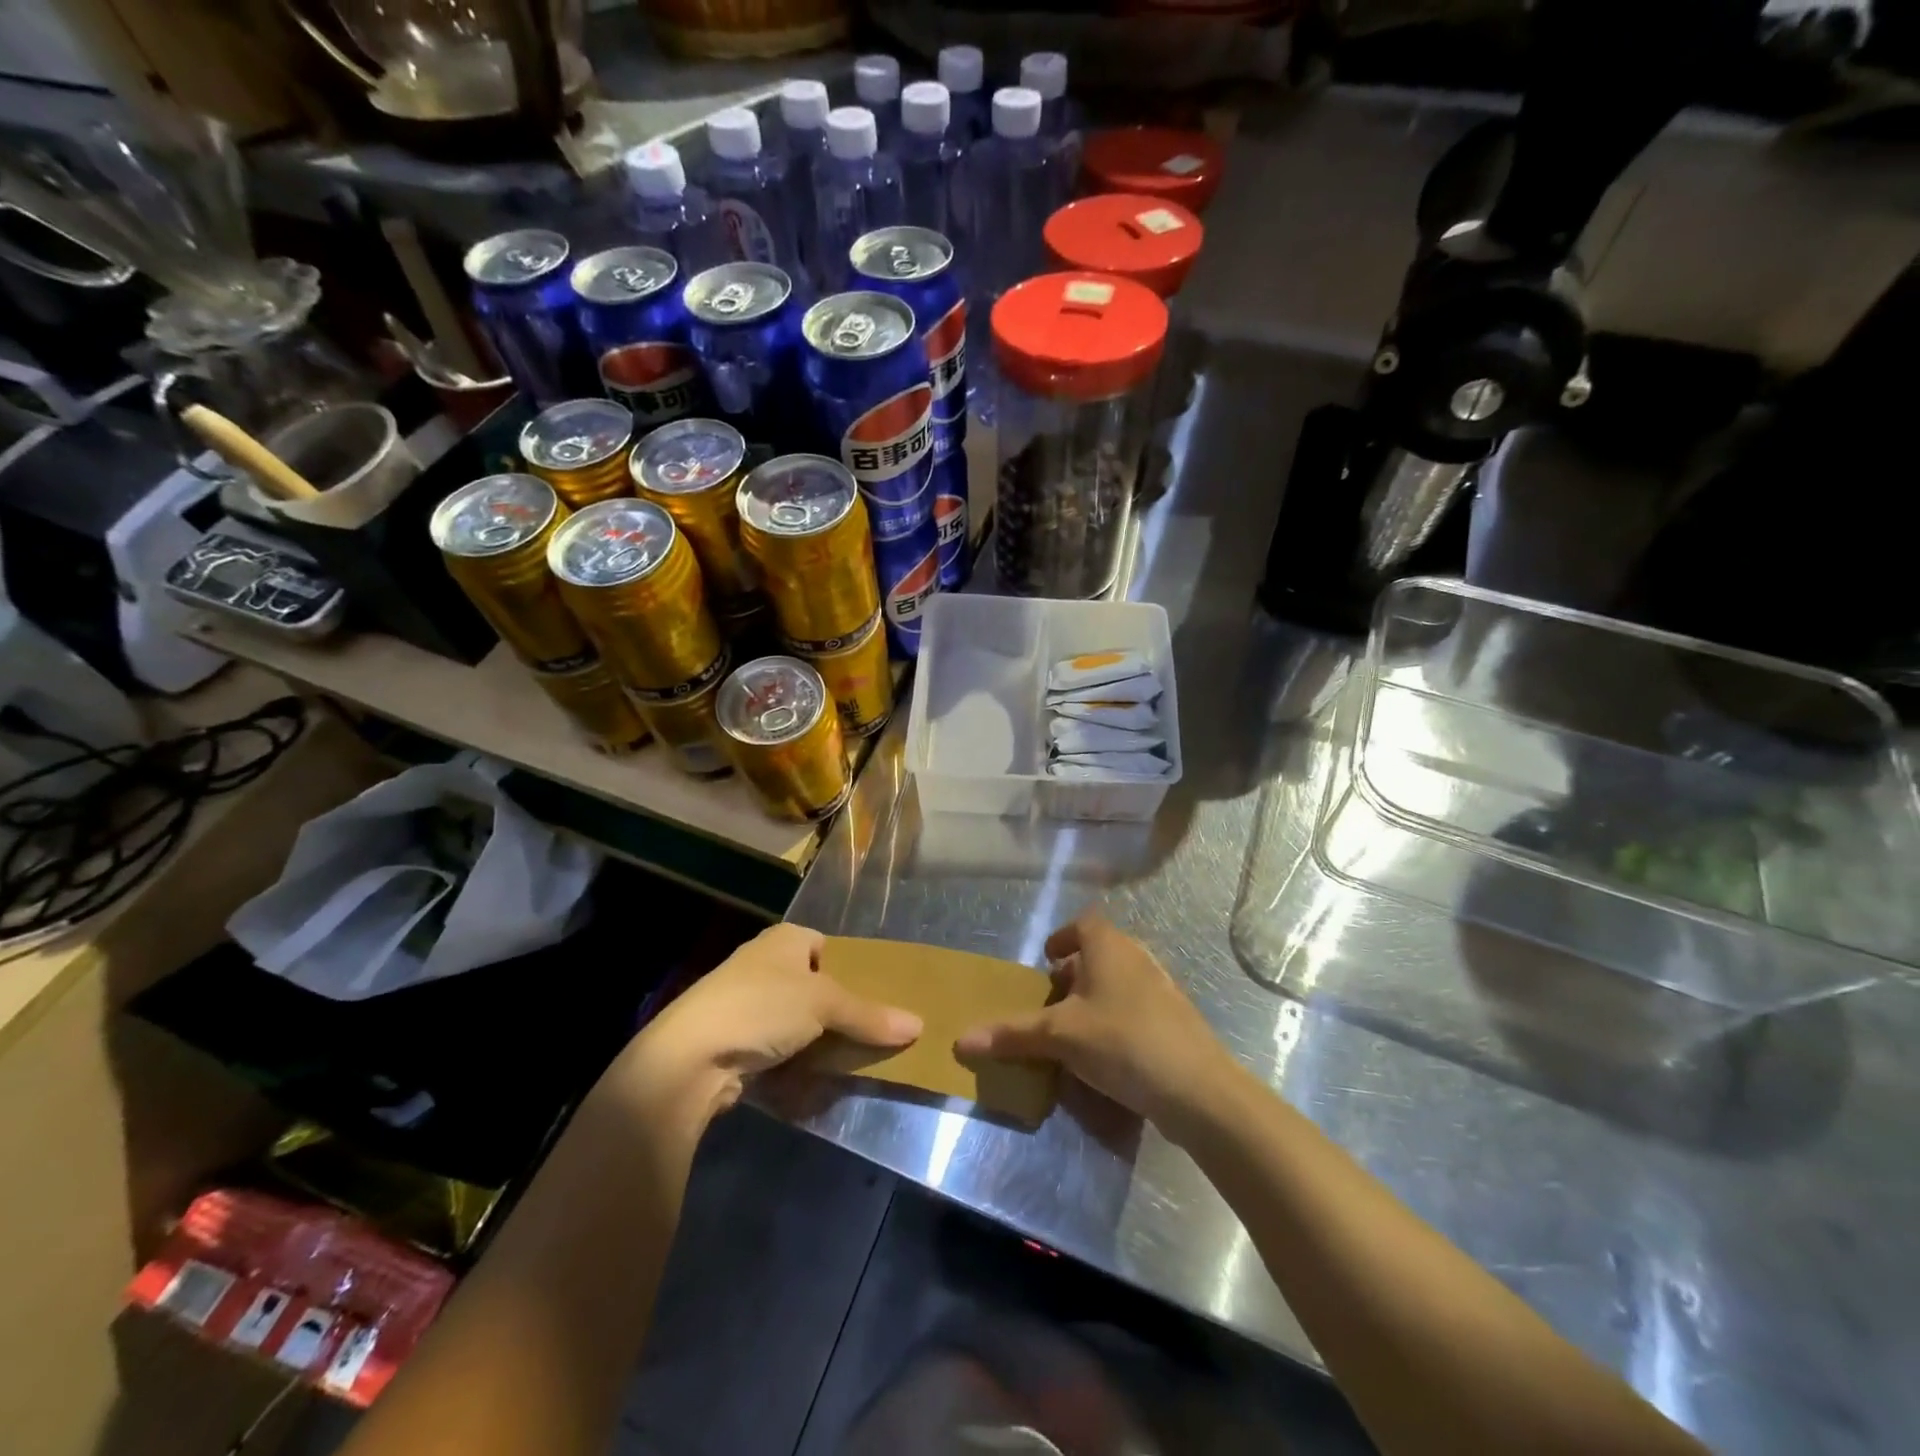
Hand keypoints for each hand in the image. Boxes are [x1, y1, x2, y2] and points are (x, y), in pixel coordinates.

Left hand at [619, 924, 921, 1120]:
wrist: (689, 1057)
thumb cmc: (761, 1007)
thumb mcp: (824, 1005)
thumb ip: (870, 1016)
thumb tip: (918, 1026)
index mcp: (784, 939)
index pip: (828, 946)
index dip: (852, 969)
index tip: (878, 996)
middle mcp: (764, 964)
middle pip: (815, 985)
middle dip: (839, 1010)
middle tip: (872, 1031)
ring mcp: (745, 1003)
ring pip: (797, 1019)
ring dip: (819, 1040)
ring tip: (851, 1059)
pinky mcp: (734, 1040)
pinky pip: (777, 1047)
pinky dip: (795, 1061)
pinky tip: (816, 1078)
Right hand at [955, 913, 1230, 1126]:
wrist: (1197, 1088)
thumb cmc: (1121, 1042)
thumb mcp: (1060, 1037)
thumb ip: (1012, 1034)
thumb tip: (961, 1039)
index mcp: (1109, 946)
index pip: (1084, 923)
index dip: (1063, 936)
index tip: (1047, 958)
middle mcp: (1137, 957)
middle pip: (1102, 951)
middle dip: (1076, 970)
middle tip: (1054, 996)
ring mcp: (1161, 987)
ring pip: (1121, 979)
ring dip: (1097, 995)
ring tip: (1075, 1025)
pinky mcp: (1176, 1019)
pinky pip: (1137, 1004)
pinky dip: (1117, 1016)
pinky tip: (1107, 1051)